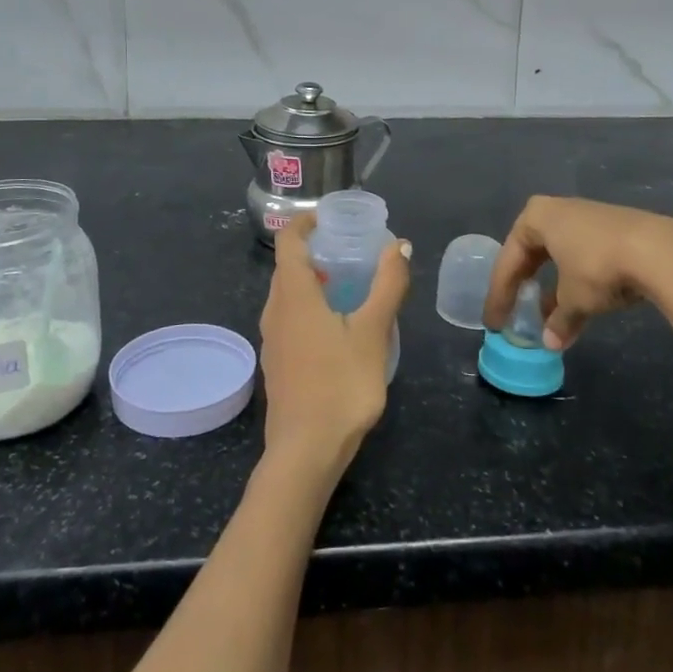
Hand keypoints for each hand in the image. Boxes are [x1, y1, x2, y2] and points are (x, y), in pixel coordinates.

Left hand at [259, 214, 410, 476]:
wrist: (305, 452)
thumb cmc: (340, 385)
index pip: (289, 240)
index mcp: (293, 294)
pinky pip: (290, 319)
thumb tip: (400, 245)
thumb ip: (387, 285)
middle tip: (351, 251)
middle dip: (316, 252)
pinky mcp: (277, 363)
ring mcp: (272, 339)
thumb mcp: (372, 332)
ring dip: (314, 282)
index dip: (306, 222)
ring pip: (289, 295)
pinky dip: (310, 307)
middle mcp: (275, 310)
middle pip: (289, 267)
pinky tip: (338, 327)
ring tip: (350, 286)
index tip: (332, 219)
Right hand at [482, 196, 672, 349]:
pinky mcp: (614, 228)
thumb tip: (550, 343)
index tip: (494, 323)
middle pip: (531, 253)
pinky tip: (582, 303)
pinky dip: (576, 280)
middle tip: (514, 313)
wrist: (660, 251)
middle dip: (523, 286)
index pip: (509, 261)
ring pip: (559, 255)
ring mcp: (587, 216)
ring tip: (549, 316)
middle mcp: (557, 210)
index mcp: (536, 217)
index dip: (500, 295)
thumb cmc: (599, 268)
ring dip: (551, 287)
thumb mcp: (574, 300)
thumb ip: (558, 320)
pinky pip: (583, 255)